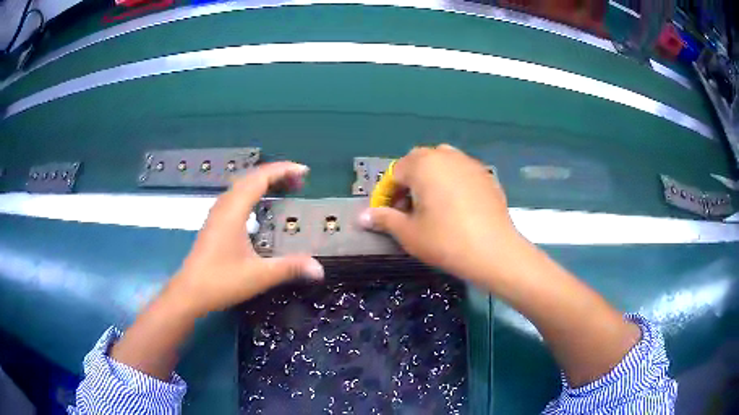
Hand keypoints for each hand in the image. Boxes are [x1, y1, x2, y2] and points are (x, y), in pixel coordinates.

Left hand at [166, 162, 323, 316]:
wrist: (189, 292)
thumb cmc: (221, 281)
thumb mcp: (259, 275)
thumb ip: (290, 268)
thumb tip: (320, 269)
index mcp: (234, 211)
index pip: (260, 178)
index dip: (283, 170)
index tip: (305, 172)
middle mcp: (224, 206)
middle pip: (251, 177)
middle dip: (276, 174)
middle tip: (299, 182)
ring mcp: (217, 214)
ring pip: (241, 186)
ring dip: (263, 182)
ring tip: (284, 188)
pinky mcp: (214, 223)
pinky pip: (236, 196)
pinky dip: (253, 192)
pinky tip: (259, 206)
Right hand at [359, 145, 526, 284]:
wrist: (495, 251)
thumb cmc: (446, 241)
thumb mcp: (409, 233)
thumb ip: (384, 219)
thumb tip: (361, 217)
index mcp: (423, 164)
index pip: (395, 173)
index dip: (387, 194)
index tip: (387, 215)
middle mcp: (446, 155)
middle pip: (418, 162)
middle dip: (408, 183)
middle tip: (408, 210)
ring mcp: (469, 163)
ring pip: (441, 163)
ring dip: (430, 179)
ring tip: (431, 205)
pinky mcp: (486, 175)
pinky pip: (460, 172)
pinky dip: (451, 182)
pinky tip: (456, 207)